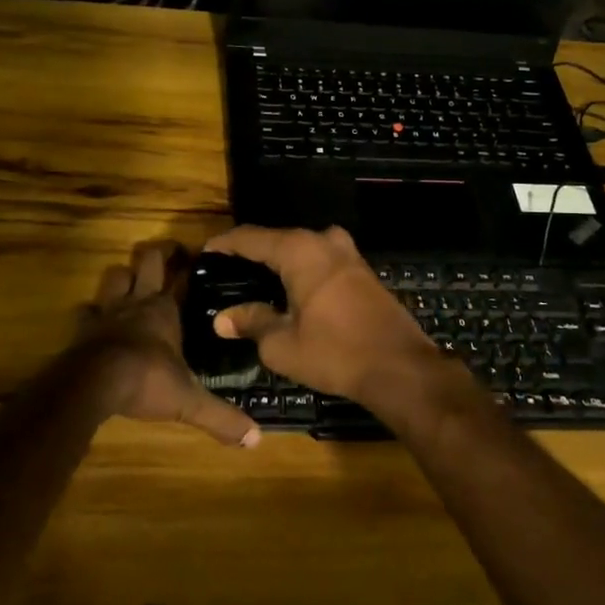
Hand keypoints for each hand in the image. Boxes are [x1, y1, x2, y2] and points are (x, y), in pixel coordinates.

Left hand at [71, 240, 261, 447]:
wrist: (93, 384)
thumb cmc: (145, 381)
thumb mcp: (189, 401)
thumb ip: (221, 417)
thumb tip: (256, 439)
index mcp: (164, 311)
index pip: (181, 276)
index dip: (189, 264)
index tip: (198, 255)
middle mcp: (137, 303)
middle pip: (146, 261)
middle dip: (158, 253)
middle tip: (169, 253)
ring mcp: (107, 312)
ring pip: (115, 276)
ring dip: (124, 275)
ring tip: (132, 281)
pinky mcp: (83, 328)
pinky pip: (86, 310)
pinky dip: (92, 311)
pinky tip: (95, 318)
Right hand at [202, 225, 462, 416]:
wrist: (400, 367)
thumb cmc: (335, 352)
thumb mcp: (282, 344)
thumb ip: (251, 322)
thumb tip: (222, 318)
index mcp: (299, 250)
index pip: (250, 237)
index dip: (224, 245)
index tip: (204, 254)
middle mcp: (323, 241)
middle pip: (277, 240)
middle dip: (251, 254)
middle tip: (226, 274)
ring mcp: (348, 253)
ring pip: (301, 250)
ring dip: (278, 263)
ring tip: (253, 284)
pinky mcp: (362, 270)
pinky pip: (320, 261)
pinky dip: (300, 271)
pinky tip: (288, 292)